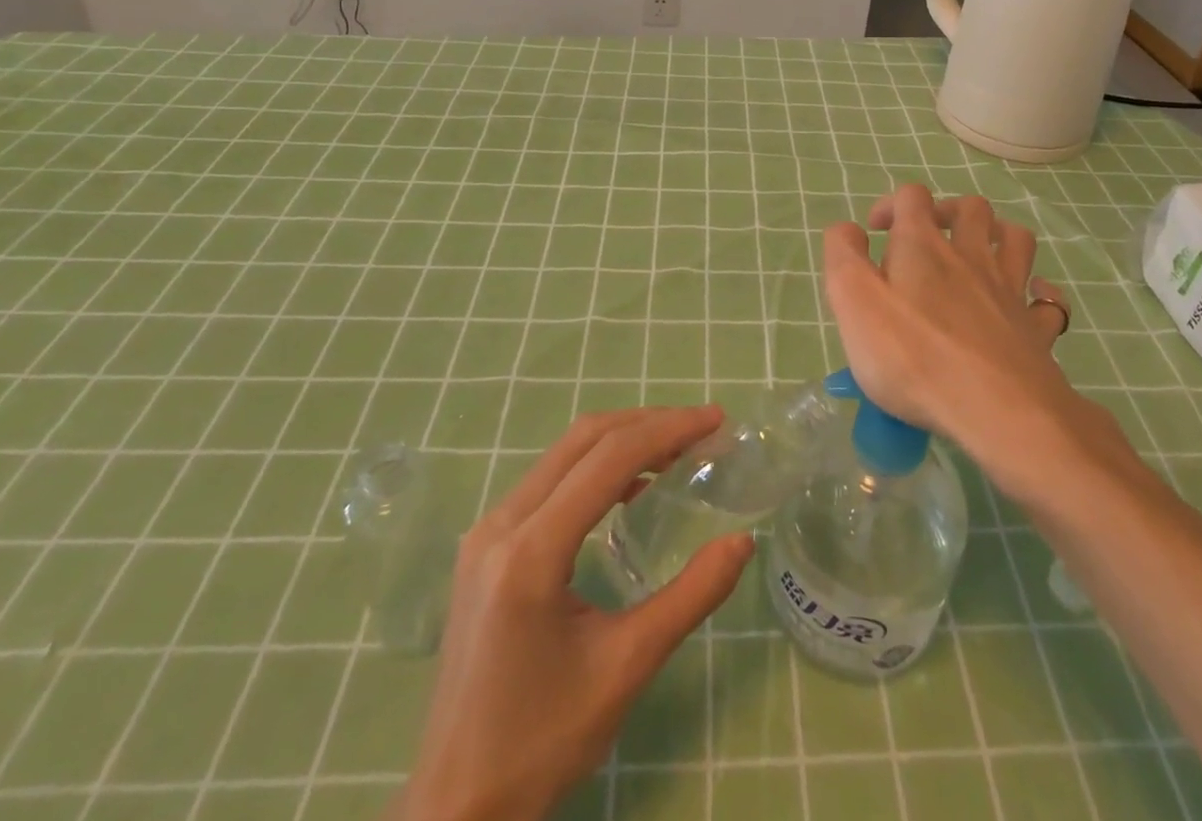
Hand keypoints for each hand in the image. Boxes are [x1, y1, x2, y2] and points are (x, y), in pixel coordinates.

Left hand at [403, 407, 753, 820]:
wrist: (458, 806)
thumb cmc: (544, 742)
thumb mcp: (628, 667)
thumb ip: (691, 596)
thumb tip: (743, 542)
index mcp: (531, 552)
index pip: (609, 459)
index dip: (667, 429)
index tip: (715, 420)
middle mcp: (500, 525)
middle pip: (583, 440)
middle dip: (647, 424)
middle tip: (701, 428)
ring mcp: (485, 532)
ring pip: (563, 454)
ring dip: (621, 441)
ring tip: (675, 450)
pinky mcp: (484, 547)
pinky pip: (547, 481)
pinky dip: (594, 467)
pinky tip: (628, 488)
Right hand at [824, 185, 1134, 479]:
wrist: (997, 410)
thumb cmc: (912, 356)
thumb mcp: (853, 301)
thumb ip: (843, 256)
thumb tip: (848, 230)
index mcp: (922, 246)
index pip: (911, 197)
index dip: (891, 204)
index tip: (874, 232)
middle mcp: (970, 256)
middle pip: (970, 208)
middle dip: (947, 211)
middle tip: (927, 239)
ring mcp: (1009, 291)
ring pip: (1015, 239)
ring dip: (997, 235)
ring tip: (978, 253)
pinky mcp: (1035, 329)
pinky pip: (1047, 300)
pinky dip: (1039, 292)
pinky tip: (1027, 299)